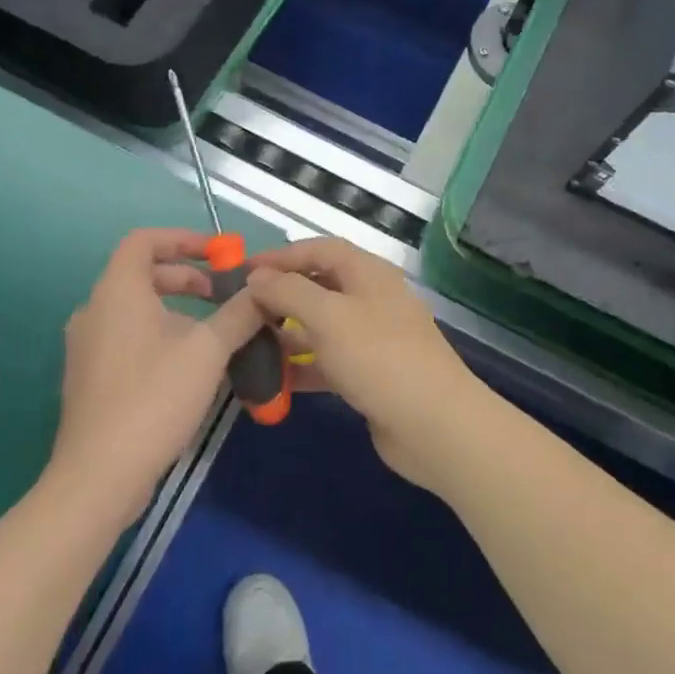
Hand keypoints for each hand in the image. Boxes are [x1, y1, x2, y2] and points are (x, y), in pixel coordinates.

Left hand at [47, 228, 263, 521]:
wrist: (99, 476)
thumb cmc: (154, 397)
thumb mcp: (209, 350)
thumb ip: (240, 312)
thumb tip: (266, 290)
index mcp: (117, 291)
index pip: (144, 240)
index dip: (183, 239)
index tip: (218, 254)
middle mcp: (95, 310)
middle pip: (142, 273)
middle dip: (187, 277)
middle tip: (222, 294)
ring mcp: (87, 346)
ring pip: (136, 308)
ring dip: (176, 308)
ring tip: (213, 331)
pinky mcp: (89, 378)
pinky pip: (127, 336)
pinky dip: (159, 334)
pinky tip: (188, 365)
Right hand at [242, 238, 487, 490]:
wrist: (433, 423)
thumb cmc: (378, 356)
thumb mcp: (328, 316)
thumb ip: (289, 292)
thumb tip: (258, 276)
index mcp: (368, 272)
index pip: (319, 250)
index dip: (281, 256)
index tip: (242, 270)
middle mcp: (371, 297)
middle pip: (320, 285)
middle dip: (281, 295)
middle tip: (242, 310)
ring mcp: (373, 337)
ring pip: (322, 325)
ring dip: (287, 333)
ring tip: (249, 345)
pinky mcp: (370, 373)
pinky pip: (328, 360)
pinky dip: (302, 366)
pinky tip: (273, 382)